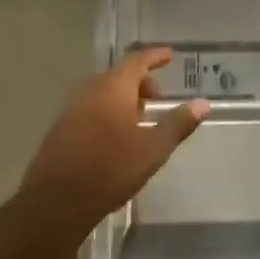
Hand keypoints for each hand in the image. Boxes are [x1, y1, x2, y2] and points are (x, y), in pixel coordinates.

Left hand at [21, 48, 208, 236]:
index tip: (169, 55)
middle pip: (118, 76)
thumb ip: (178, 124)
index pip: (136, 61)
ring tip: (140, 120)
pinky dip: (107, 113)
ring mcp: (71, 111)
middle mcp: (89, 93)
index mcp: (112, 89)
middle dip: (140, 82)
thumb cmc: (110, 170)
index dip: (154, 56)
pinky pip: (89, 110)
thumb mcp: (153, 149)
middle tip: (158, 98)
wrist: (56, 203)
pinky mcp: (60, 131)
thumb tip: (203, 103)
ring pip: (102, 94)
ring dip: (123, 99)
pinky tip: (115, 138)